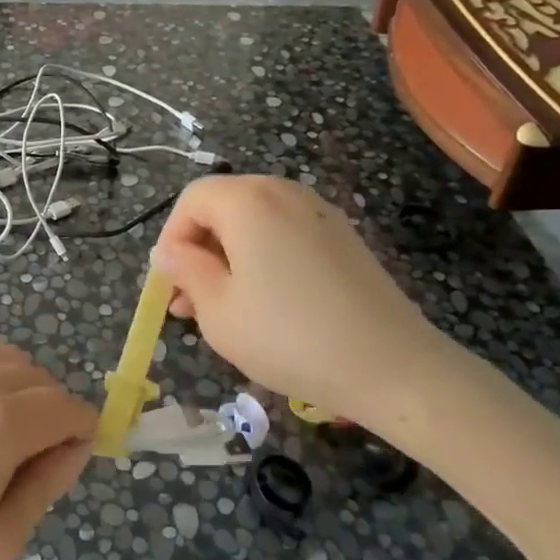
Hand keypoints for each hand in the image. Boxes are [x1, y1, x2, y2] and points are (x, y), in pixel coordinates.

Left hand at [0, 345, 93, 559]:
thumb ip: (44, 486)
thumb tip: (75, 448)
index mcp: (1, 420)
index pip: (69, 408)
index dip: (82, 436)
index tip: (68, 471)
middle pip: (43, 381)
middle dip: (55, 417)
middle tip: (32, 473)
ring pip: (11, 363)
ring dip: (26, 394)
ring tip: (4, 450)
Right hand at [150, 175, 473, 432]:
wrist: (391, 366)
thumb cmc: (289, 337)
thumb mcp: (218, 310)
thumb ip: (186, 271)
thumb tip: (167, 253)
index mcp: (248, 201)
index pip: (191, 200)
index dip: (171, 239)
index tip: (169, 285)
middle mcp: (285, 193)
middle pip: (223, 207)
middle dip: (199, 250)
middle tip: (189, 304)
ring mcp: (320, 213)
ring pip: (255, 223)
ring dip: (229, 257)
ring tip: (223, 308)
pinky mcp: (344, 238)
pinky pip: (286, 235)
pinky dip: (263, 258)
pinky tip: (267, 304)